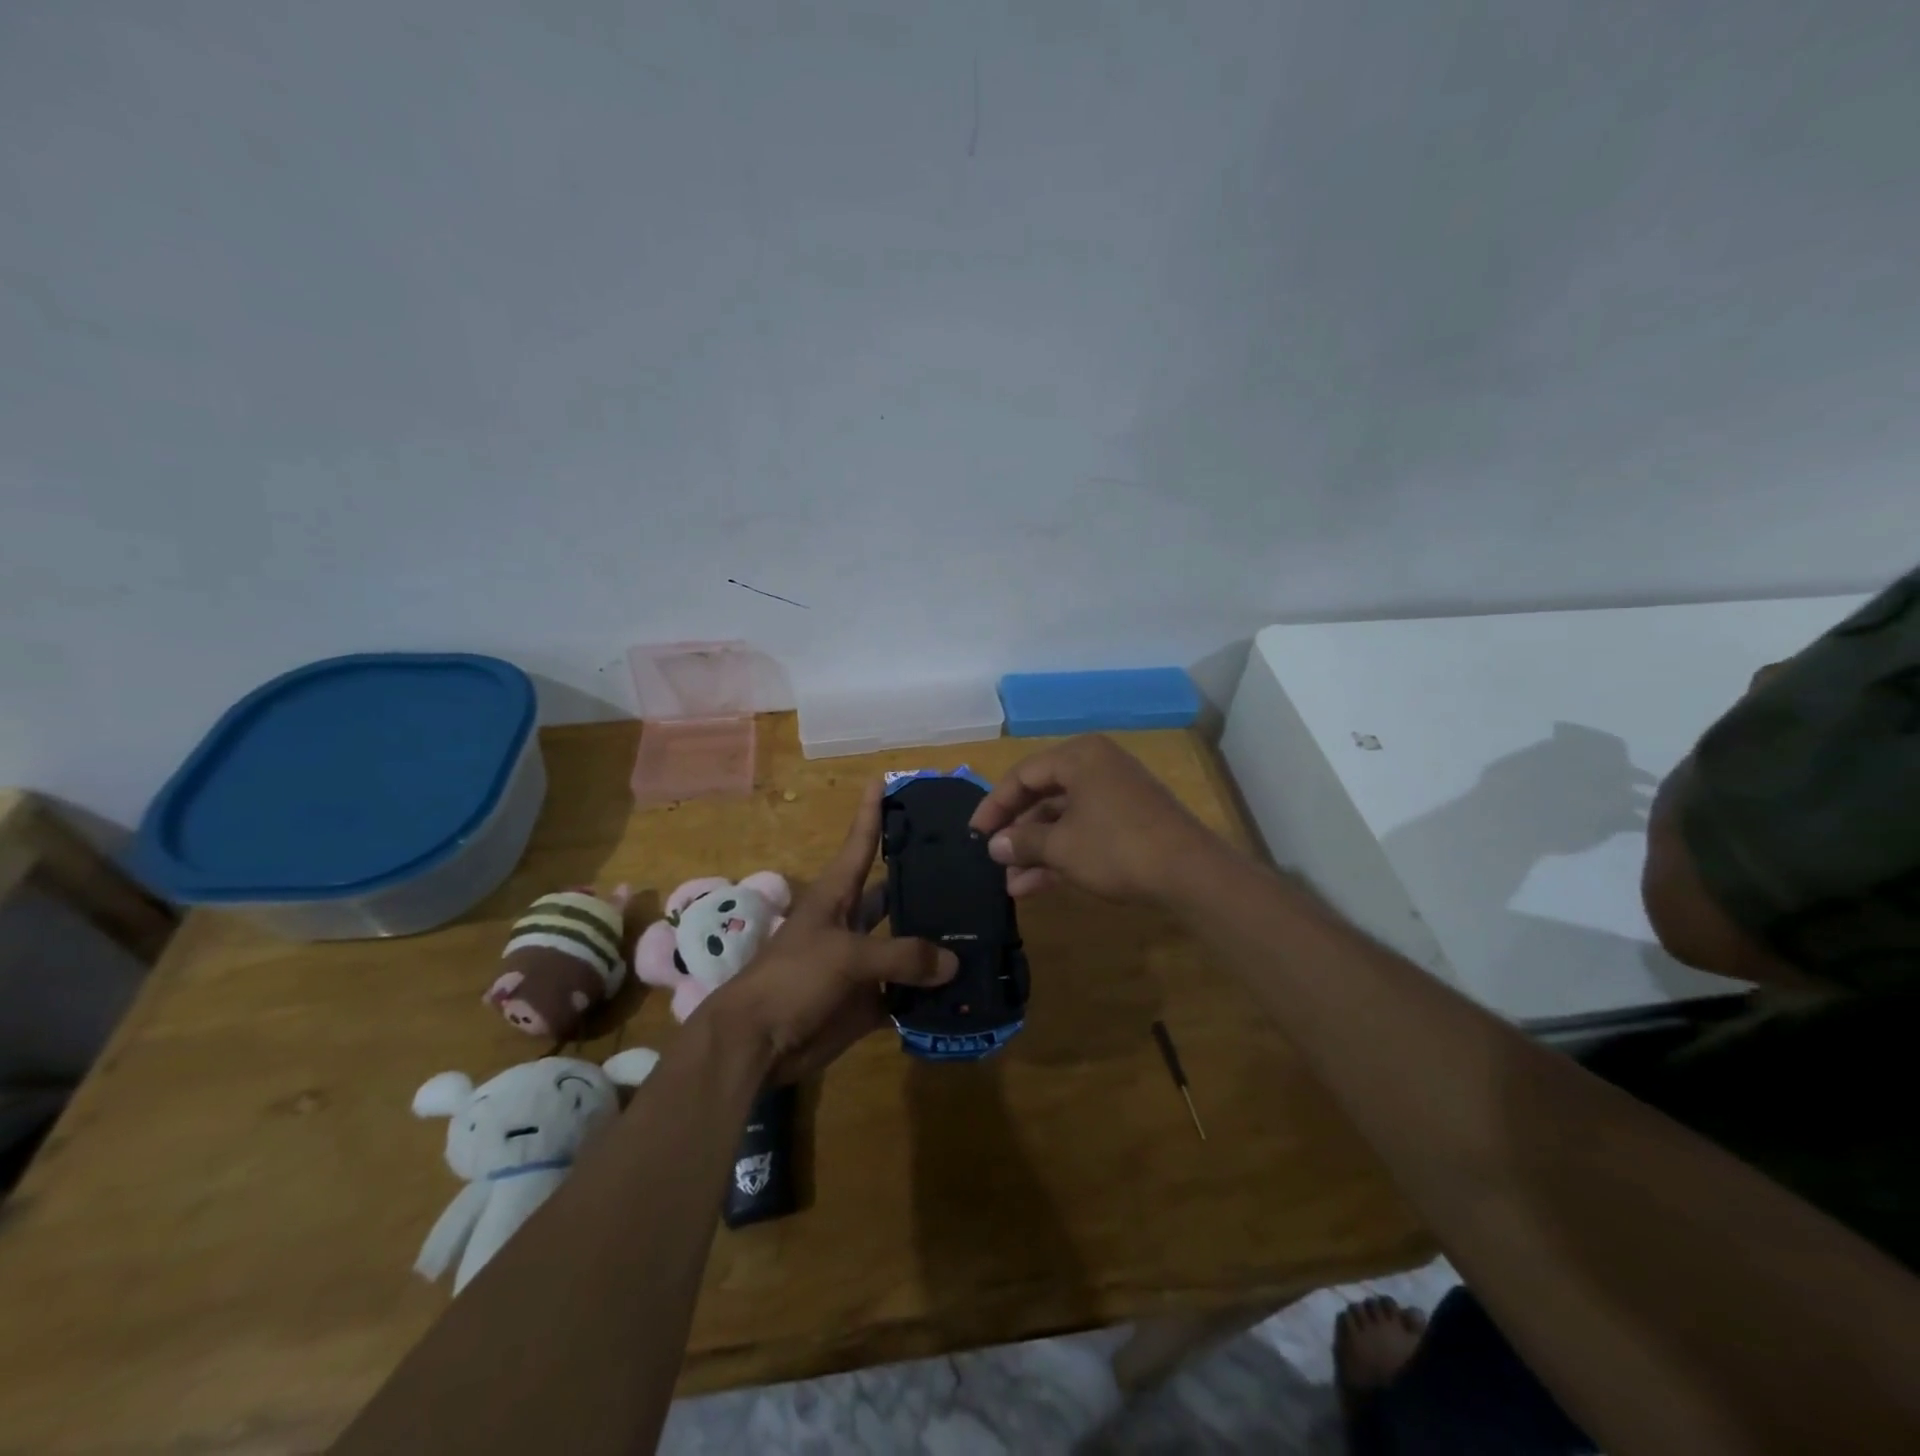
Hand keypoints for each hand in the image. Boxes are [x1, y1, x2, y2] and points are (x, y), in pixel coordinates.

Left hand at [706, 780, 956, 1082]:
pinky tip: (966, 987)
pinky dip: (931, 993)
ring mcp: (861, 962)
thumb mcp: (846, 956)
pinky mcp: (868, 1000)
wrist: (757, 1042)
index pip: (861, 842)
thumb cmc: (792, 979)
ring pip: (906, 945)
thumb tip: (953, 962)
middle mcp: (852, 922)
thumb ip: (902, 955)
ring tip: (982, 929)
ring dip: (935, 942)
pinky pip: (906, 992)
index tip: (885, 780)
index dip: (872, 812)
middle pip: (893, 894)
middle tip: (971, 869)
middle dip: (925, 883)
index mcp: (837, 895)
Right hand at [967, 734, 1230, 901]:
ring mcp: (1116, 795)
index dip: (994, 805)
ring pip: (1064, 819)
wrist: (1190, 873)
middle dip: (1017, 833)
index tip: (975, 834)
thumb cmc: (1116, 847)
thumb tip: (994, 846)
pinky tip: (1037, 885)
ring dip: (1037, 850)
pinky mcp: (1130, 821)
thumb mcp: (1061, 846)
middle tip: (993, 859)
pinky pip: (1085, 831)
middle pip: (1043, 796)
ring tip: (1012, 884)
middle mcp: (1097, 767)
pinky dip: (1062, 854)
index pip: (1023, 775)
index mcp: (1079, 756)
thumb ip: (1022, 842)